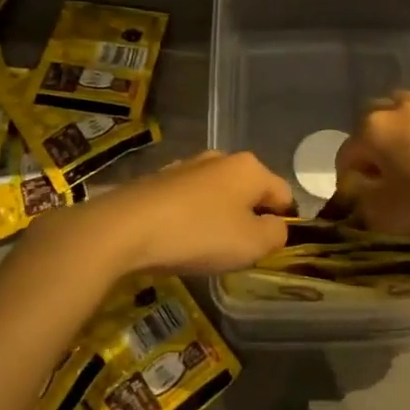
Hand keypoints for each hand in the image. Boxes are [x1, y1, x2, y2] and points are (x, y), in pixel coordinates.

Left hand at [46, 150, 293, 277]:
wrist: (125, 228)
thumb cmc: (199, 234)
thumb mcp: (251, 244)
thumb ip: (276, 234)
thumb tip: (276, 227)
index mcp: (250, 168)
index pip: (283, 193)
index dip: (284, 222)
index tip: (269, 248)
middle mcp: (220, 158)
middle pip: (249, 191)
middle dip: (248, 218)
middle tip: (238, 251)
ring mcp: (186, 166)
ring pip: (217, 194)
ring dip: (218, 218)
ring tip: (205, 248)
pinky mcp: (158, 180)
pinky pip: (187, 200)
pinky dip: (190, 218)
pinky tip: (177, 239)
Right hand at [332, 91, 409, 238]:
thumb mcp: (389, 215)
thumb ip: (360, 204)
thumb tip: (355, 194)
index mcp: (373, 129)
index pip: (345, 157)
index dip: (348, 186)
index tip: (361, 208)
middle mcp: (394, 107)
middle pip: (368, 131)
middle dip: (369, 157)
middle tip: (382, 185)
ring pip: (396, 121)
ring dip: (394, 142)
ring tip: (408, 170)